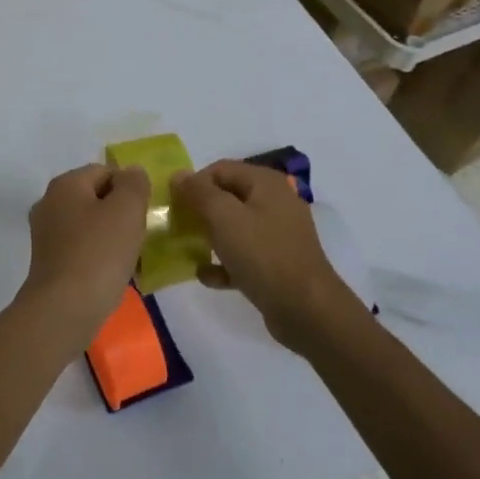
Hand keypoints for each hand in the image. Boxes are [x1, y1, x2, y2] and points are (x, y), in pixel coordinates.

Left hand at [17, 163, 151, 338]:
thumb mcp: (127, 210)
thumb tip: (132, 173)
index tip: (144, 214)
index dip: (129, 188)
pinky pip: (81, 249)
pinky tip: (113, 274)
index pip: (105, 171)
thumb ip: (134, 184)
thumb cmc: (98, 254)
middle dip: (121, 213)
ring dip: (111, 237)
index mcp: (65, 184)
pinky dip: (98, 256)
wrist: (64, 310)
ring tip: (130, 258)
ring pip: (90, 225)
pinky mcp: (48, 262)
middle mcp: (49, 203)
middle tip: (140, 235)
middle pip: (96, 197)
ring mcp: (45, 234)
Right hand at [170, 160, 361, 351]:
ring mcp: (278, 234)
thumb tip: (179, 174)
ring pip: (234, 227)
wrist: (306, 310)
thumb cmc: (263, 254)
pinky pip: (243, 255)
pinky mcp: (276, 263)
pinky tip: (206, 276)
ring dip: (209, 237)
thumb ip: (199, 192)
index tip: (174, 205)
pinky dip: (224, 263)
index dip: (194, 183)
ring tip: (187, 250)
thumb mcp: (224, 217)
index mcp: (266, 183)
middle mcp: (275, 202)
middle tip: (177, 227)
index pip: (220, 169)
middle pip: (227, 197)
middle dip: (200, 211)